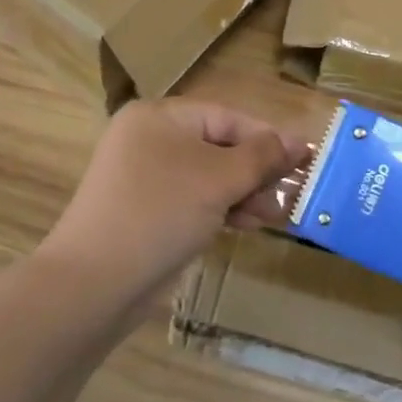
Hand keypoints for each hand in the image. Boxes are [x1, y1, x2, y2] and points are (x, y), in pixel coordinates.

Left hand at [41, 99, 308, 300]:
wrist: (94, 283)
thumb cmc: (161, 213)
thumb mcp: (219, 179)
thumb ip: (262, 156)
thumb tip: (299, 140)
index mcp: (160, 117)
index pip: (227, 118)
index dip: (269, 138)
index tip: (306, 160)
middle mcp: (149, 139)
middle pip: (218, 146)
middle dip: (257, 171)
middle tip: (291, 194)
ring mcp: (144, 177)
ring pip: (208, 176)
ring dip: (244, 193)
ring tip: (275, 215)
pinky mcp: (146, 211)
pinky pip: (193, 199)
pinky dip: (221, 208)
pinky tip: (247, 225)